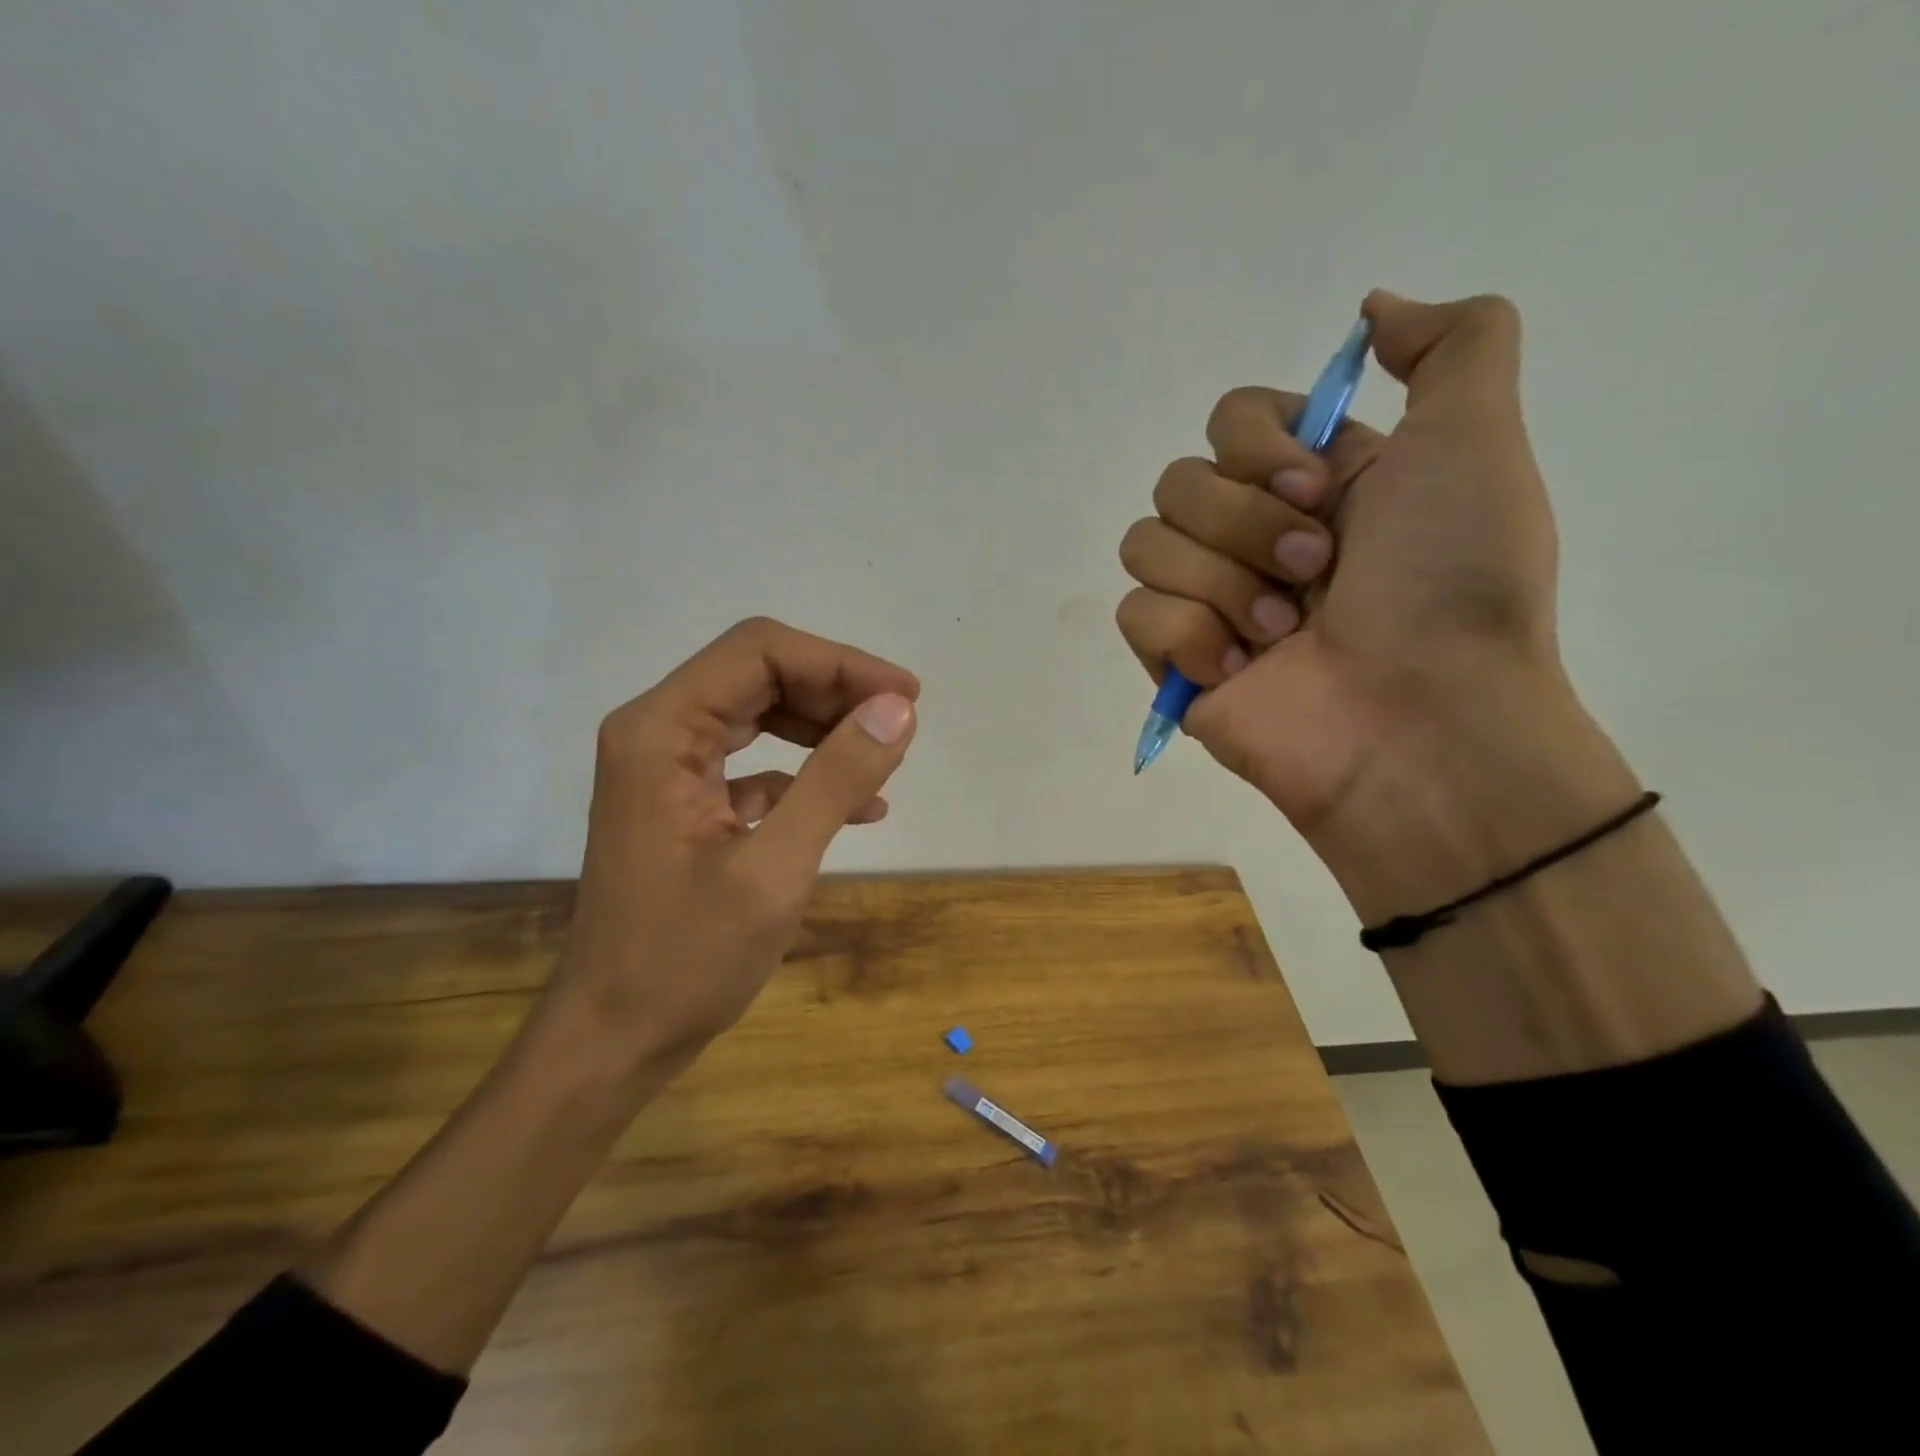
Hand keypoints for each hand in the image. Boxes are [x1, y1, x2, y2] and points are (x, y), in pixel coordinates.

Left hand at [550, 617, 918, 1081]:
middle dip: (836, 692)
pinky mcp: (685, 802)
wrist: (614, 1040)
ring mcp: (668, 768)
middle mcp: (657, 732)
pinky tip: (857, 807)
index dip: (840, 663)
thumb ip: (835, 779)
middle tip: (900, 726)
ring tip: (884, 761)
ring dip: (825, 729)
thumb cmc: (685, 960)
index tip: (905, 697)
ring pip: (760, 714)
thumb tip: (897, 709)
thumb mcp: (774, 869)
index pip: (760, 652)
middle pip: (759, 674)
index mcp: (661, 730)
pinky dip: (806, 773)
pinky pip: (754, 763)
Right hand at [1117, 290, 1576, 841]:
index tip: (1320, 489)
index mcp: (1312, 484)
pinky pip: (1136, 612)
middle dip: (1247, 524)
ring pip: (1146, 543)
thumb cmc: (1451, 585)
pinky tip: (1241, 670)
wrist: (1421, 724)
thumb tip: (1373, 310)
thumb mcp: (1478, 443)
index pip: (1230, 419)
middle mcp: (1254, 535)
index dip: (1261, 445)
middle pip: (1179, 480)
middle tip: (1316, 574)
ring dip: (1223, 583)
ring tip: (1282, 633)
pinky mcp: (1176, 661)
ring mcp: (1209, 601)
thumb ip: (1454, 345)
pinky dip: (1190, 637)